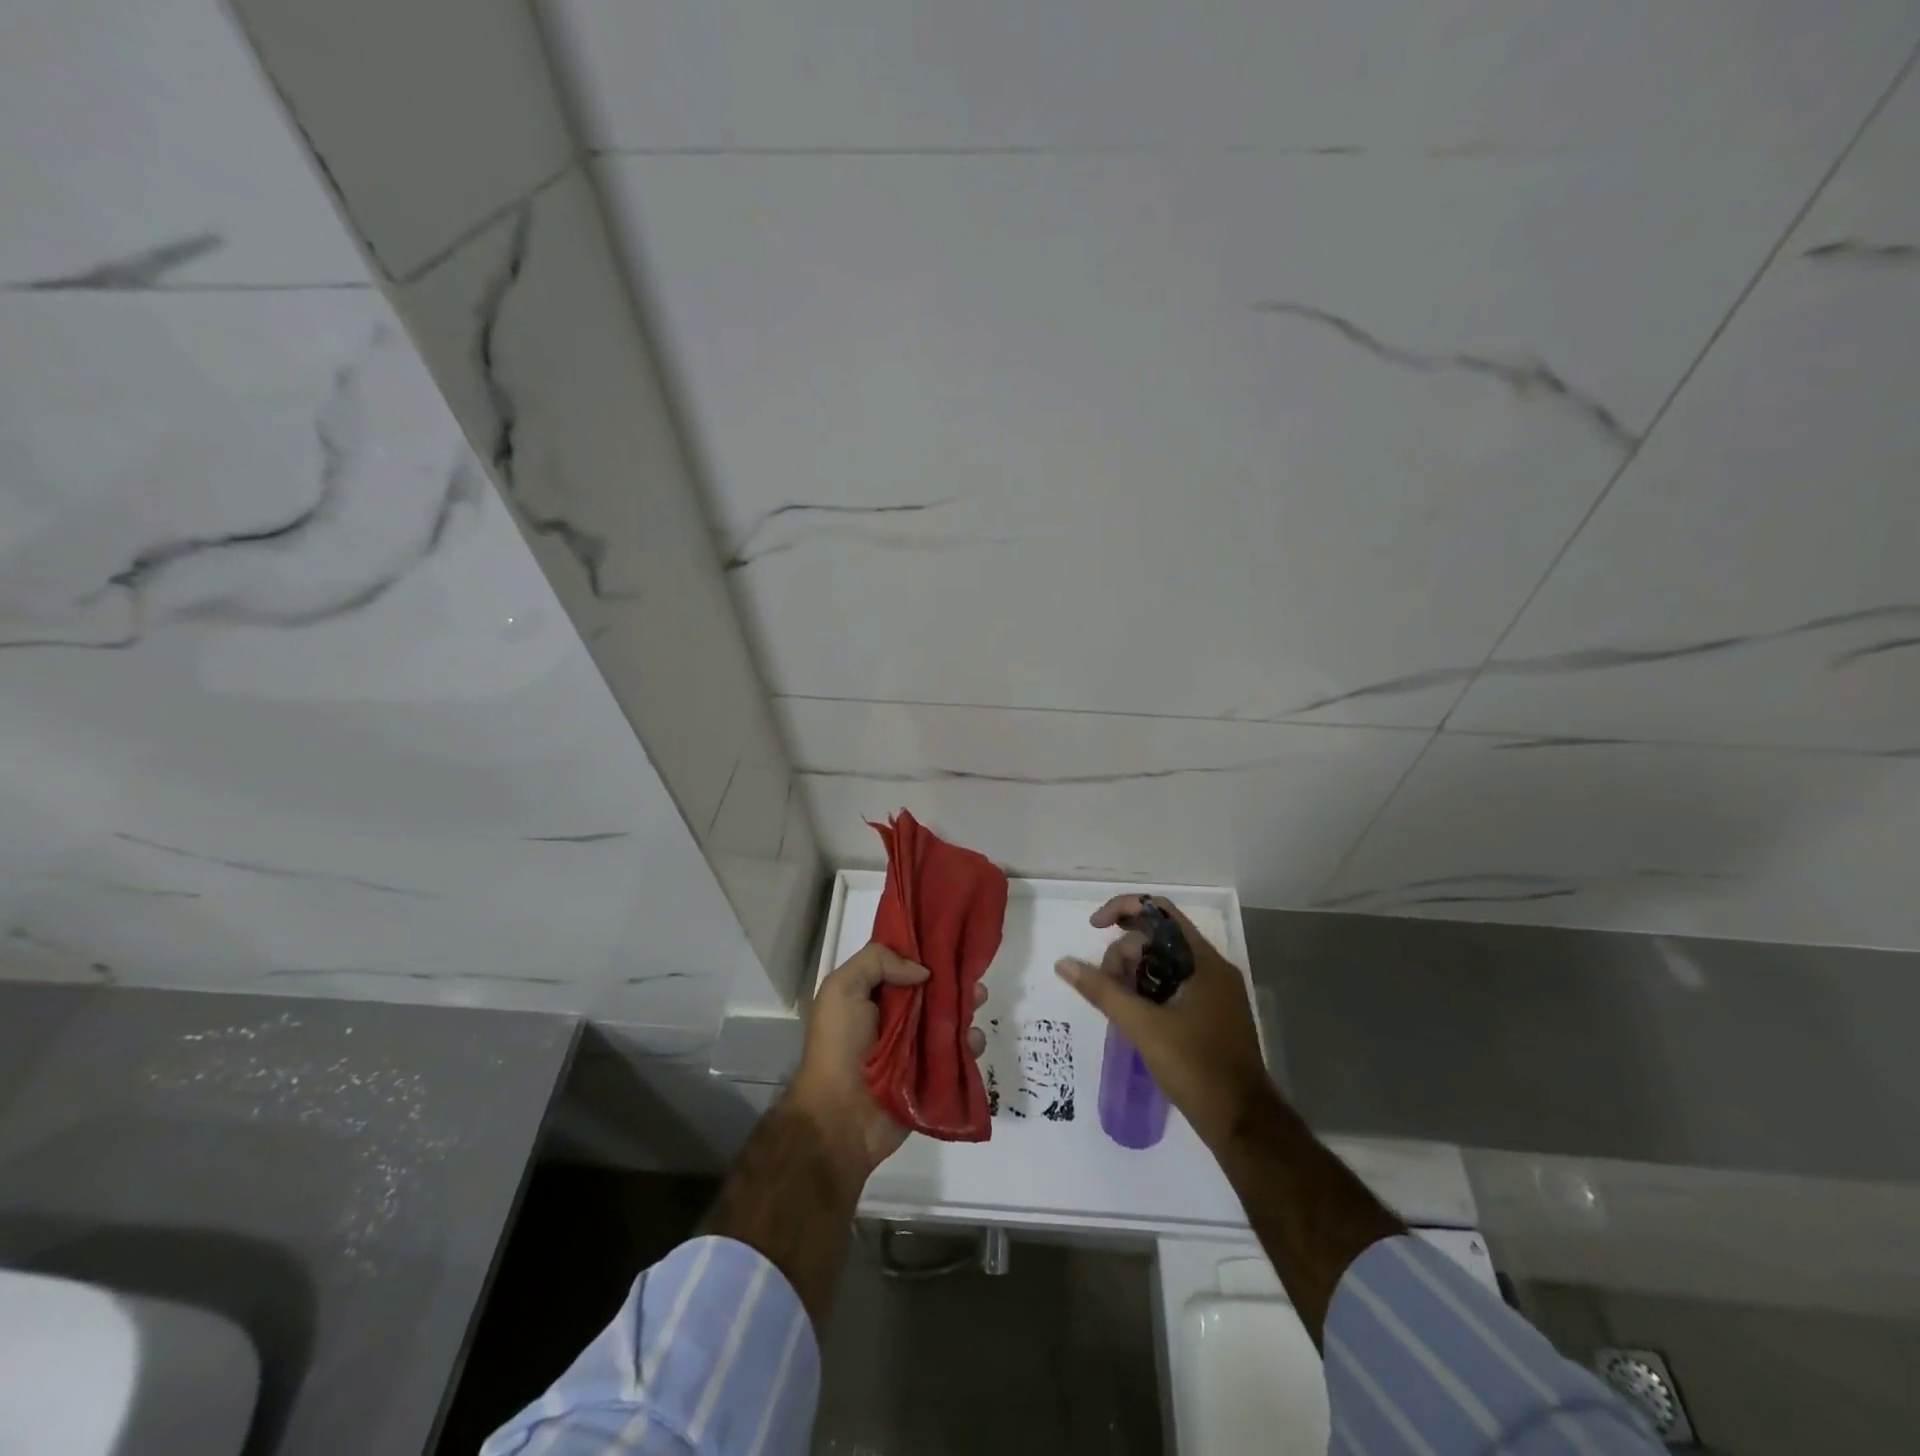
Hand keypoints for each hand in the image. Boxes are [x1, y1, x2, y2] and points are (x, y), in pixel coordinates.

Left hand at [788, 941, 987, 1179]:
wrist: (840, 1118)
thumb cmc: (838, 1047)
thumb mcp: (842, 989)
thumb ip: (877, 962)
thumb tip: (922, 971)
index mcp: (872, 995)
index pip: (903, 964)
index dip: (924, 950)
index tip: (949, 937)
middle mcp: (895, 1018)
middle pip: (931, 990)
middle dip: (953, 978)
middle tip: (971, 972)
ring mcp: (915, 1047)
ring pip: (949, 1018)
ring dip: (966, 1006)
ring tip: (979, 998)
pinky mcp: (933, 1075)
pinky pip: (958, 1053)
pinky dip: (970, 1043)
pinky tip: (973, 1039)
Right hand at [1055, 895, 1272, 1148]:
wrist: (1243, 1124)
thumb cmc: (1196, 1067)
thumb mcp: (1143, 1026)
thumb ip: (1102, 990)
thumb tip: (1064, 963)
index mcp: (1203, 961)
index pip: (1159, 911)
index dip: (1122, 909)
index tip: (1094, 927)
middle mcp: (1211, 968)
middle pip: (1158, 937)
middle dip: (1124, 952)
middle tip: (1106, 986)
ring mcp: (1214, 992)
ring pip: (1163, 962)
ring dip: (1133, 973)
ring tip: (1117, 1003)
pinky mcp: (1212, 1014)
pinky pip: (1173, 984)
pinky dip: (1148, 990)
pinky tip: (1132, 1014)